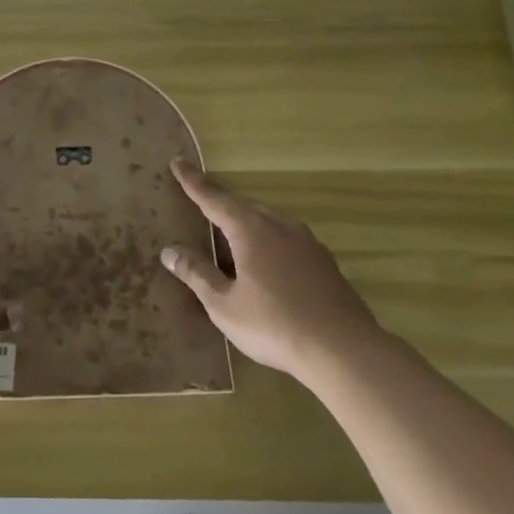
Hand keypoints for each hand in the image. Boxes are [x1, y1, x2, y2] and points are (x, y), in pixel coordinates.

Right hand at [159, 159, 382, 378]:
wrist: (344, 350)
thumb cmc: (274, 325)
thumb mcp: (224, 304)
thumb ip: (197, 274)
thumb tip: (169, 251)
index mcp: (250, 230)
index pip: (214, 198)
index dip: (192, 182)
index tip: (177, 162)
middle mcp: (279, 226)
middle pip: (242, 207)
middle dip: (220, 206)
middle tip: (199, 211)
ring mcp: (306, 242)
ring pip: (267, 222)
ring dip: (245, 226)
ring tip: (229, 243)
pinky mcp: (323, 262)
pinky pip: (286, 239)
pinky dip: (267, 242)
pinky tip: (265, 266)